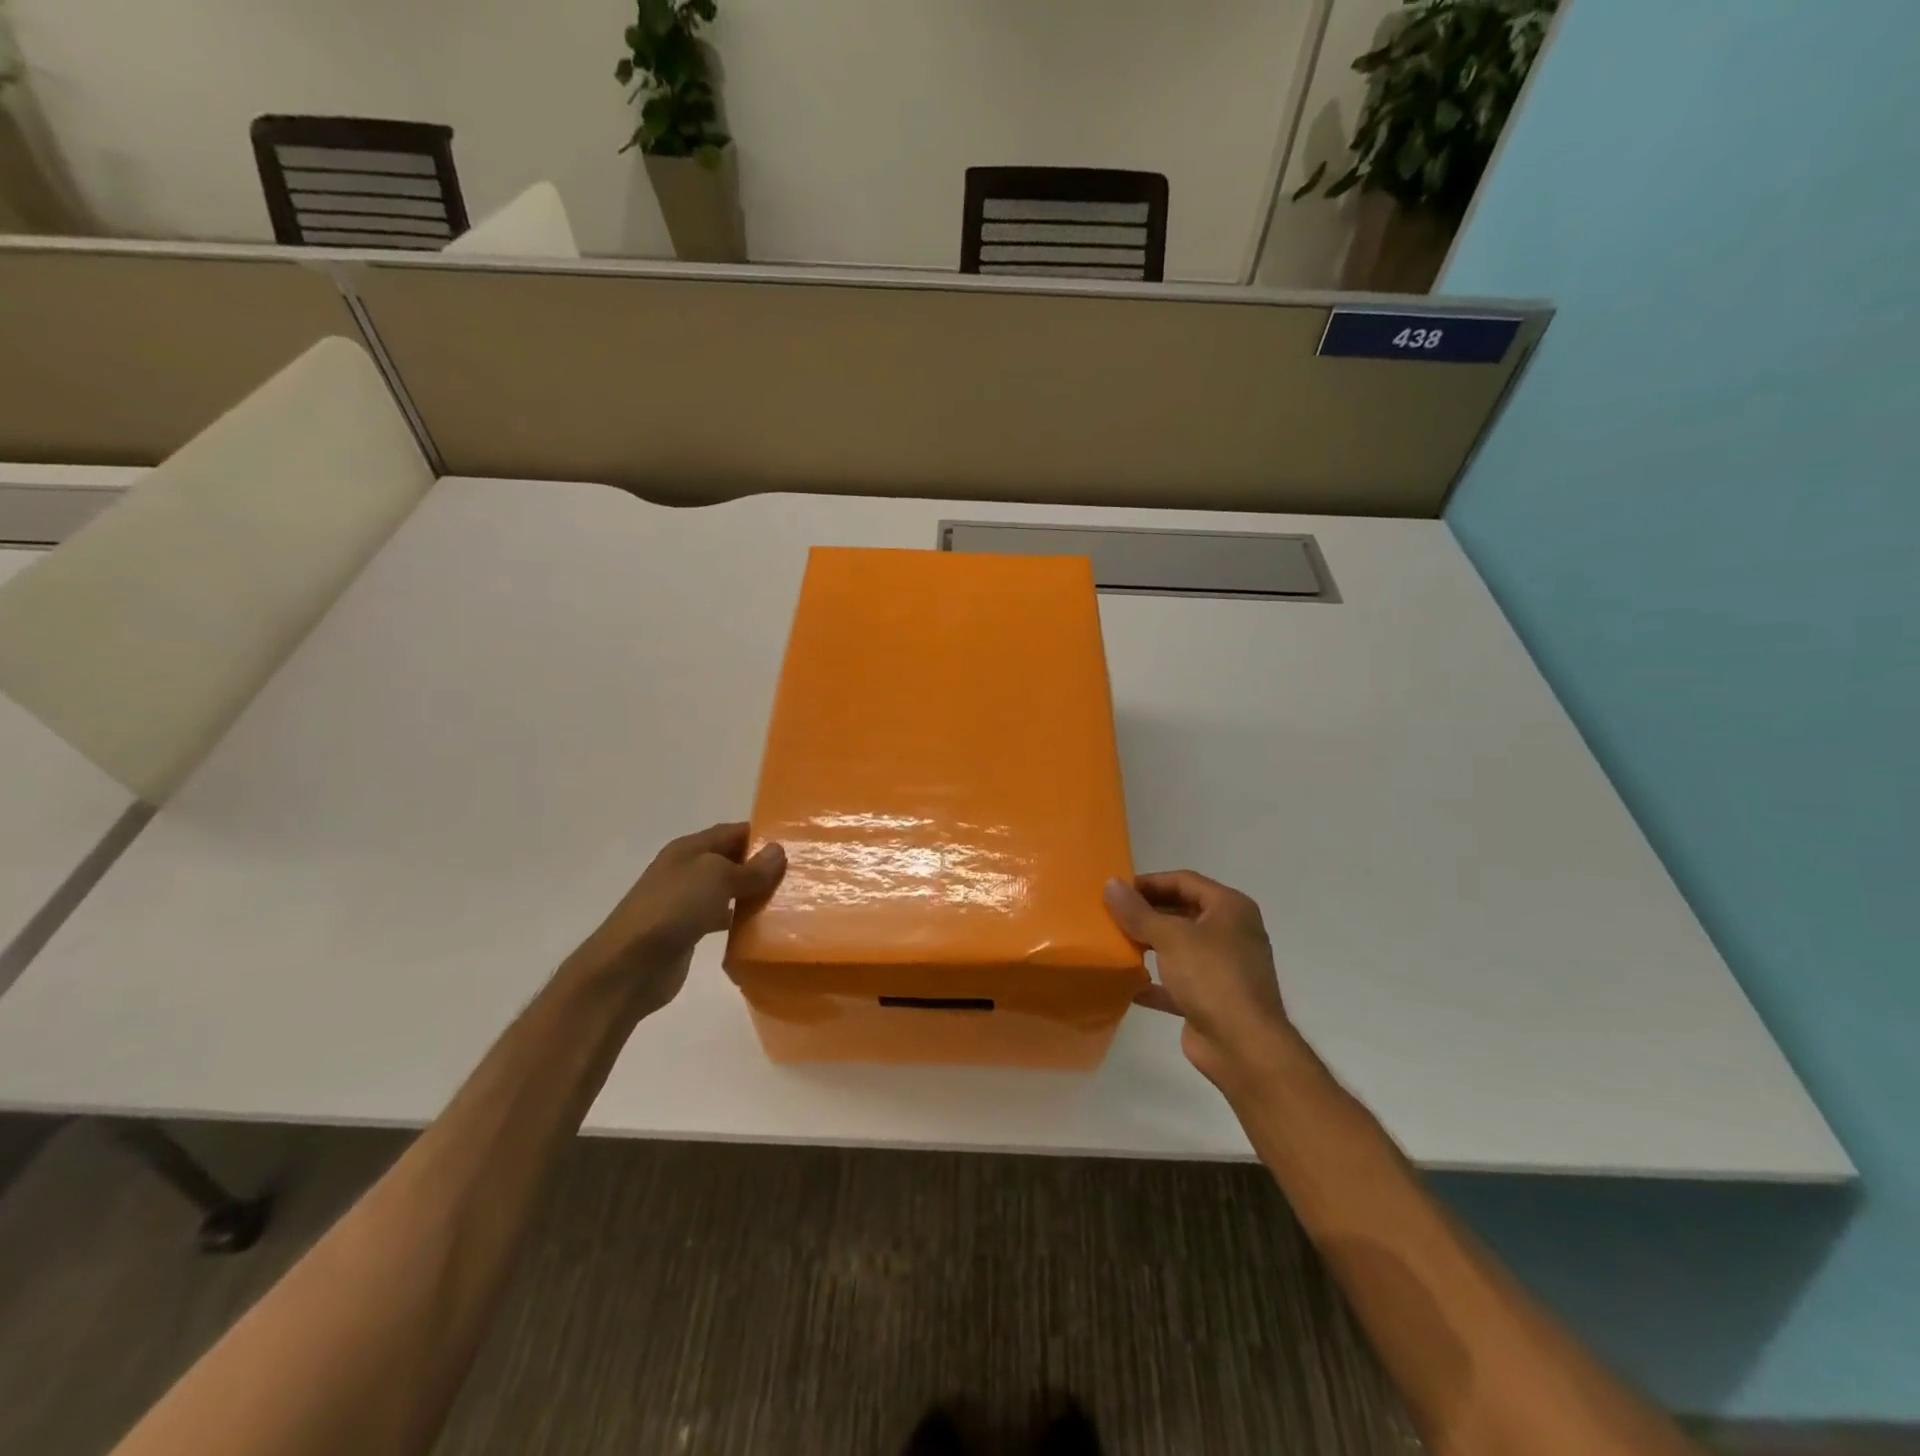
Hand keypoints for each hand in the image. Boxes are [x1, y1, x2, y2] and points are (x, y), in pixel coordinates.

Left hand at [571, 823, 784, 1014]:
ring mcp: (685, 903)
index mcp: (689, 849)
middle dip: (761, 865)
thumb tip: (778, 851)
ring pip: (728, 890)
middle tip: (800, 874)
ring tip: (790, 900)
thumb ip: (749, 868)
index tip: (796, 843)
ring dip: (754, 894)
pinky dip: (741, 920)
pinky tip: (763, 928)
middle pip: (731, 860)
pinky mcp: (688, 932)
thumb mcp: (715, 878)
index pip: (732, 832)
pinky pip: (722, 918)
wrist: (628, 967)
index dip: (761, 835)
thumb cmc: (672, 909)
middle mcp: (687, 871)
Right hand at [1104, 871, 1299, 1091]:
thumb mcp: (1170, 937)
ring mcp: (1222, 967)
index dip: (1149, 882)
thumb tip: (1110, 884)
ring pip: (1178, 947)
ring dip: (1148, 946)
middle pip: (1181, 912)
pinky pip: (1177, 982)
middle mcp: (1230, 932)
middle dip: (1146, 914)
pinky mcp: (1211, 999)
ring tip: (1114, 944)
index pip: (1183, 881)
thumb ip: (1137, 911)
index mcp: (1230, 908)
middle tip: (1110, 916)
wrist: (1243, 1047)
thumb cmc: (1211, 977)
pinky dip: (1154, 981)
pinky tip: (1126, 983)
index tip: (1116, 891)